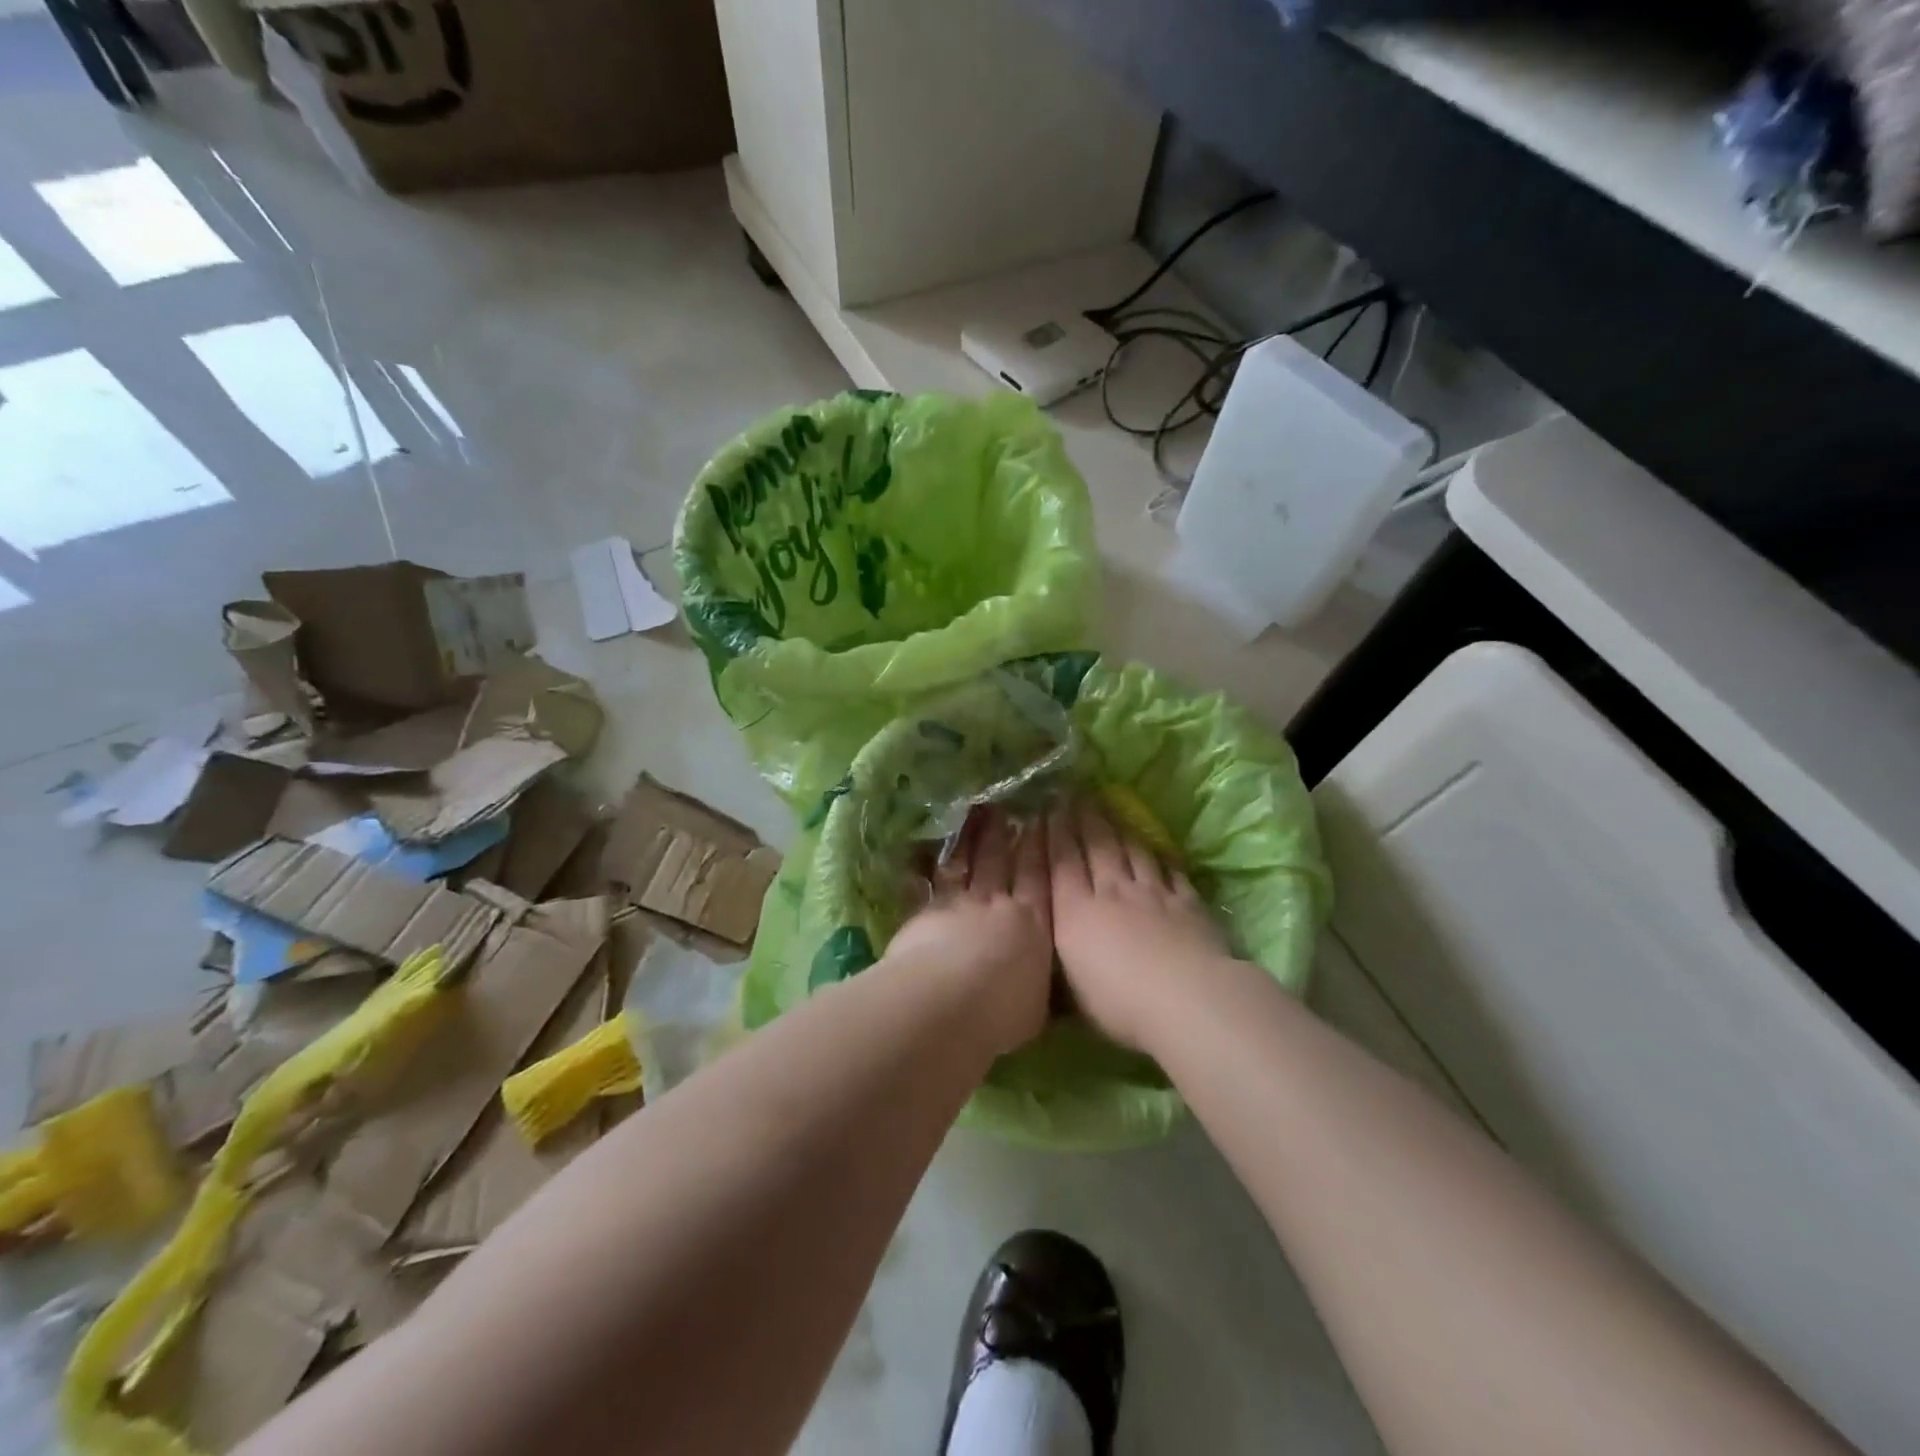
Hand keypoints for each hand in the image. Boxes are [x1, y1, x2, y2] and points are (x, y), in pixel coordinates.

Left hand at [885, 810, 1053, 1056]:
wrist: (951, 1001)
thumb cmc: (1005, 1011)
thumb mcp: (1037, 1005)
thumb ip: (1037, 984)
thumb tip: (1039, 983)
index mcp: (1034, 925)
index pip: (1040, 880)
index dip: (1040, 850)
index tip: (1040, 822)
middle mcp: (997, 906)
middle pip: (1000, 863)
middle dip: (1003, 835)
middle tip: (1003, 808)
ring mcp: (958, 905)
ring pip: (965, 864)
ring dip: (968, 839)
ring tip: (972, 815)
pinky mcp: (924, 912)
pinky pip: (924, 883)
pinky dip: (922, 867)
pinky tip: (919, 851)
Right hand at [1047, 799, 1226, 1051]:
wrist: (1184, 998)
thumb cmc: (1118, 1002)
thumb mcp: (1071, 989)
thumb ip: (1059, 961)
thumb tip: (1044, 950)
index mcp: (1076, 912)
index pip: (1061, 864)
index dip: (1054, 834)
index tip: (1048, 809)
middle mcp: (1111, 892)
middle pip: (1095, 847)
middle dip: (1082, 819)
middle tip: (1075, 795)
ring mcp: (1152, 894)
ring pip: (1131, 851)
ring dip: (1118, 828)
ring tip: (1109, 808)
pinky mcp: (1186, 902)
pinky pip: (1169, 871)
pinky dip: (1159, 856)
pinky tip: (1156, 848)